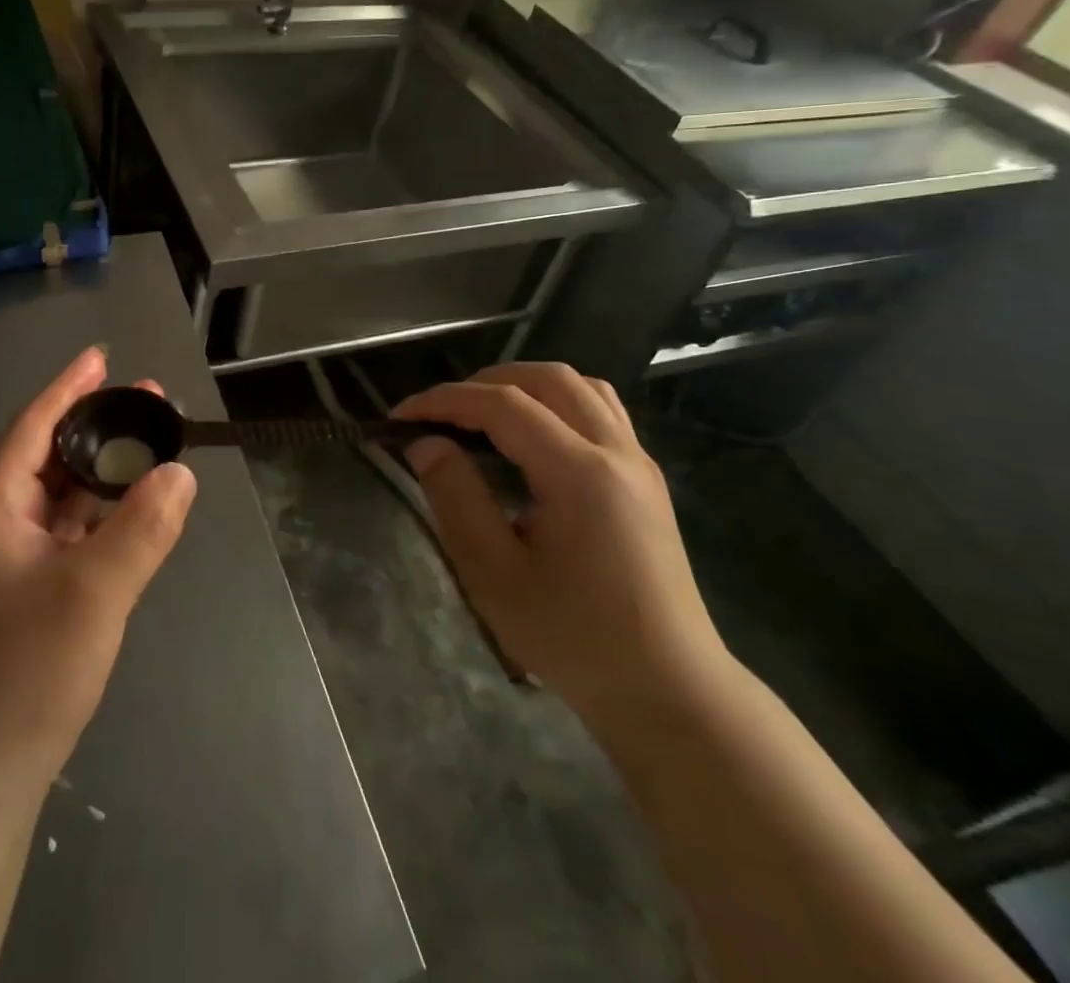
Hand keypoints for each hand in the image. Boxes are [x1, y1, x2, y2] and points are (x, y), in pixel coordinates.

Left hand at [0, 346, 196, 798]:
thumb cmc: (25, 672)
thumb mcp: (93, 593)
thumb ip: (141, 528)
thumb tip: (180, 472)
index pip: (32, 428)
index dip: (68, 389)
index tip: (101, 357)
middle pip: (47, 458)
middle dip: (96, 428)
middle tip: (146, 402)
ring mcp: (4, 564)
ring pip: (58, 499)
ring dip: (100, 473)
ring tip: (147, 449)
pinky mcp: (21, 596)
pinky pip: (64, 536)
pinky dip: (97, 517)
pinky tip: (129, 513)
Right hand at [393, 363, 729, 723]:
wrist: (668, 691)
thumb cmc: (575, 638)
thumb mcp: (494, 576)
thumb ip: (456, 498)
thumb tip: (427, 444)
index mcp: (580, 474)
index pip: (503, 405)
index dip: (445, 400)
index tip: (400, 417)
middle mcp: (616, 452)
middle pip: (547, 379)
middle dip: (484, 382)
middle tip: (440, 413)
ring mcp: (638, 463)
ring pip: (580, 386)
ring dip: (525, 384)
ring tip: (483, 414)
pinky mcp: (646, 479)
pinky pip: (601, 410)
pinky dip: (557, 402)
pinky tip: (533, 436)